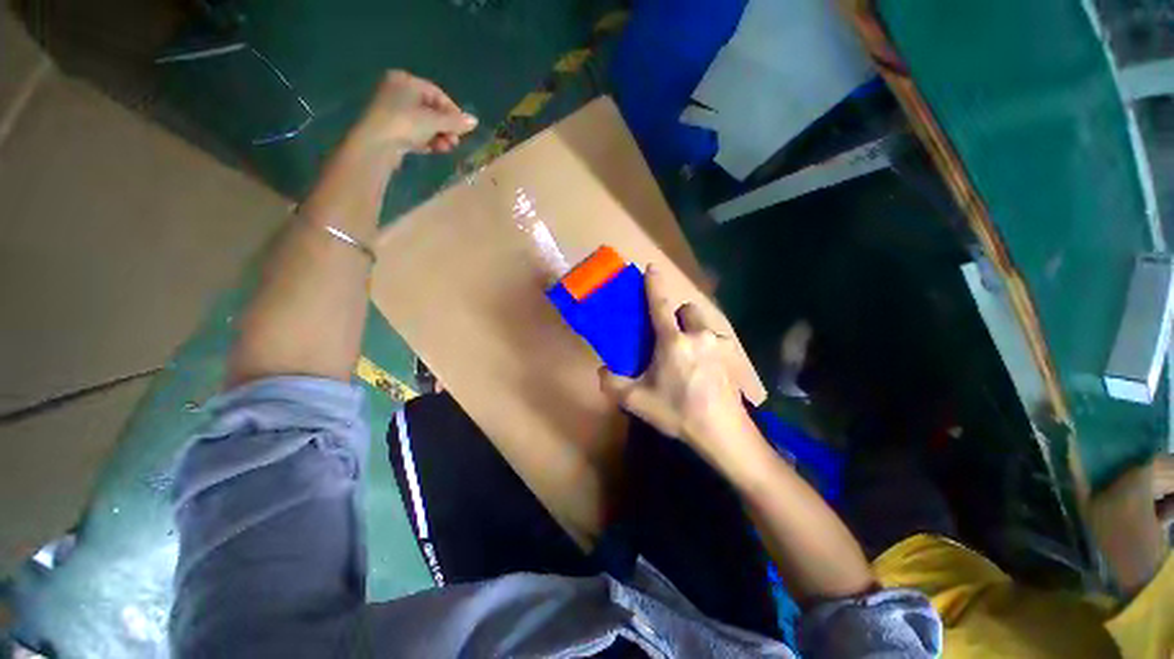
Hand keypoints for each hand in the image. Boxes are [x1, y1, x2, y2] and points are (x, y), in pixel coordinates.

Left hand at [356, 70, 477, 154]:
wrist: (376, 144)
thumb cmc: (405, 124)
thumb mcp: (434, 121)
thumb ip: (455, 122)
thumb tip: (475, 121)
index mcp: (405, 81)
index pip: (437, 94)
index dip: (453, 111)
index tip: (463, 128)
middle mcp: (397, 91)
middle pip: (430, 109)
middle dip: (446, 127)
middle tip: (455, 141)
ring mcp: (392, 111)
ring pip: (423, 123)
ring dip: (438, 136)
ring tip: (446, 148)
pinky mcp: (391, 129)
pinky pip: (414, 133)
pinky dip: (426, 141)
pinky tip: (434, 150)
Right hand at [598, 265, 755, 459]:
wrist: (724, 435)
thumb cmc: (678, 412)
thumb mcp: (637, 401)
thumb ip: (612, 384)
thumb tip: (603, 371)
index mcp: (673, 342)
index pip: (660, 305)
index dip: (654, 284)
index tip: (651, 267)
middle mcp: (698, 336)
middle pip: (688, 310)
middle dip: (677, 315)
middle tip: (668, 336)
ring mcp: (719, 346)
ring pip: (704, 325)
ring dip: (693, 331)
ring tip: (687, 355)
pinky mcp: (732, 359)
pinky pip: (715, 342)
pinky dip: (706, 348)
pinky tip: (704, 371)